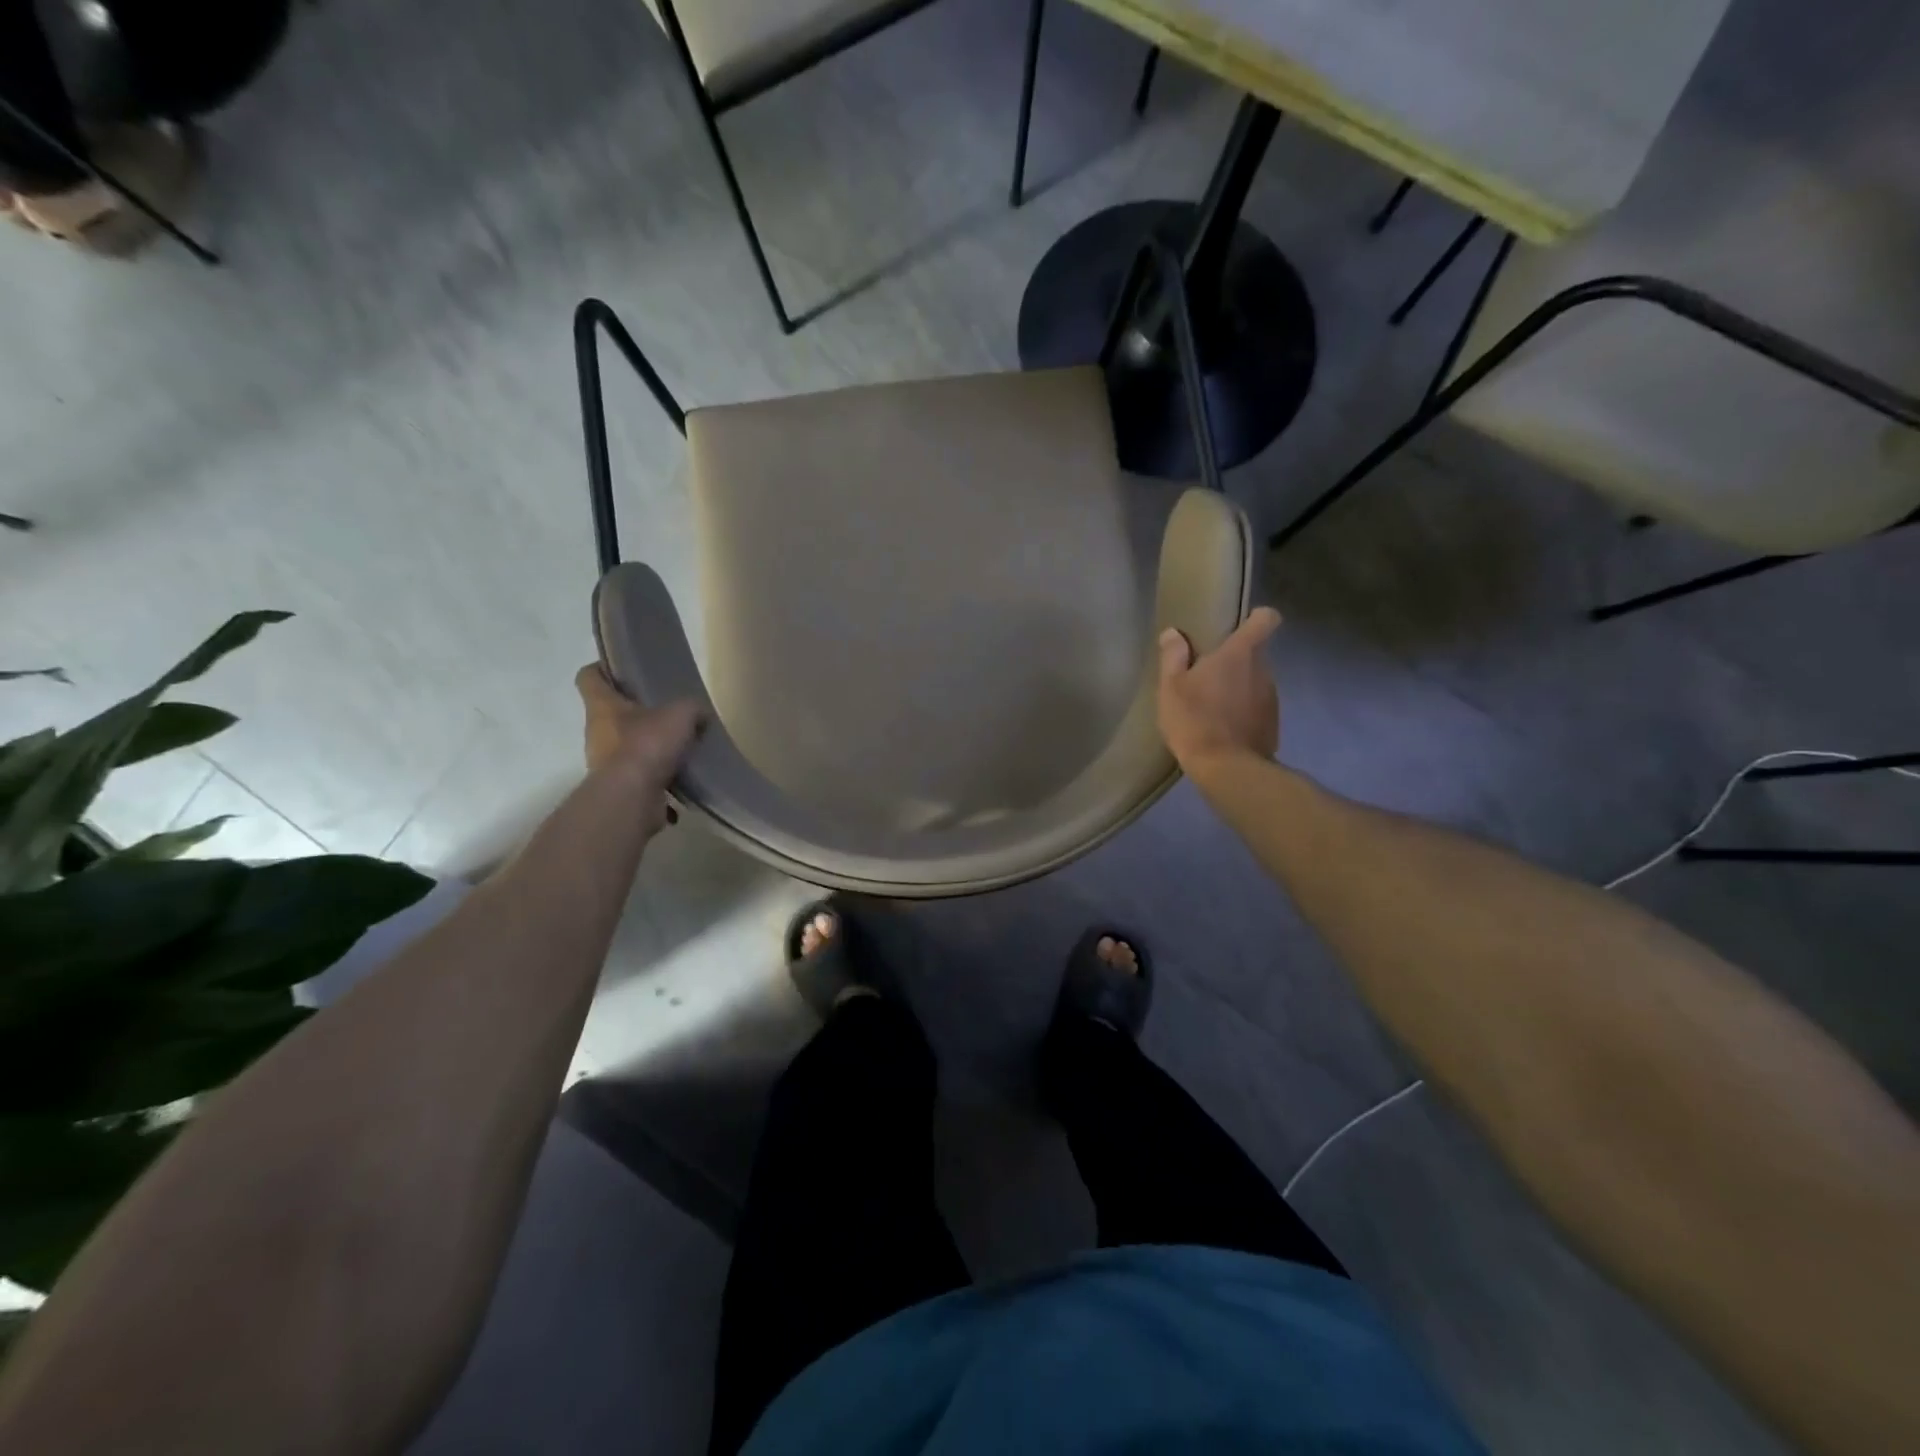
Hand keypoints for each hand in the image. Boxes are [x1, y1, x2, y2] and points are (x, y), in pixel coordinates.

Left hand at [575, 665, 702, 807]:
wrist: (632, 798)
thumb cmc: (647, 745)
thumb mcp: (680, 714)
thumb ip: (691, 708)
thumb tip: (699, 714)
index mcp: (603, 706)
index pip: (589, 677)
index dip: (602, 669)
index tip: (623, 670)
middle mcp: (597, 732)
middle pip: (611, 714)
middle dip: (636, 713)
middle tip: (666, 712)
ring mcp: (605, 763)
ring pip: (626, 747)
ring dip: (649, 748)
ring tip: (679, 749)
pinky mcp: (619, 789)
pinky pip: (640, 778)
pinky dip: (659, 780)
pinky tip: (682, 781)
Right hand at [1156, 607, 1282, 772]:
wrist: (1227, 769)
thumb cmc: (1195, 720)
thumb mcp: (1171, 687)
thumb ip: (1173, 657)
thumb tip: (1173, 634)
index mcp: (1240, 653)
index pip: (1265, 619)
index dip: (1255, 617)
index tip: (1237, 626)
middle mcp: (1263, 669)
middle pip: (1254, 653)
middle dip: (1234, 660)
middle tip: (1205, 675)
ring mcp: (1272, 698)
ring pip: (1255, 681)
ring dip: (1238, 687)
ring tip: (1211, 706)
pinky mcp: (1273, 724)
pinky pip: (1257, 707)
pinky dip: (1243, 712)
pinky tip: (1221, 728)